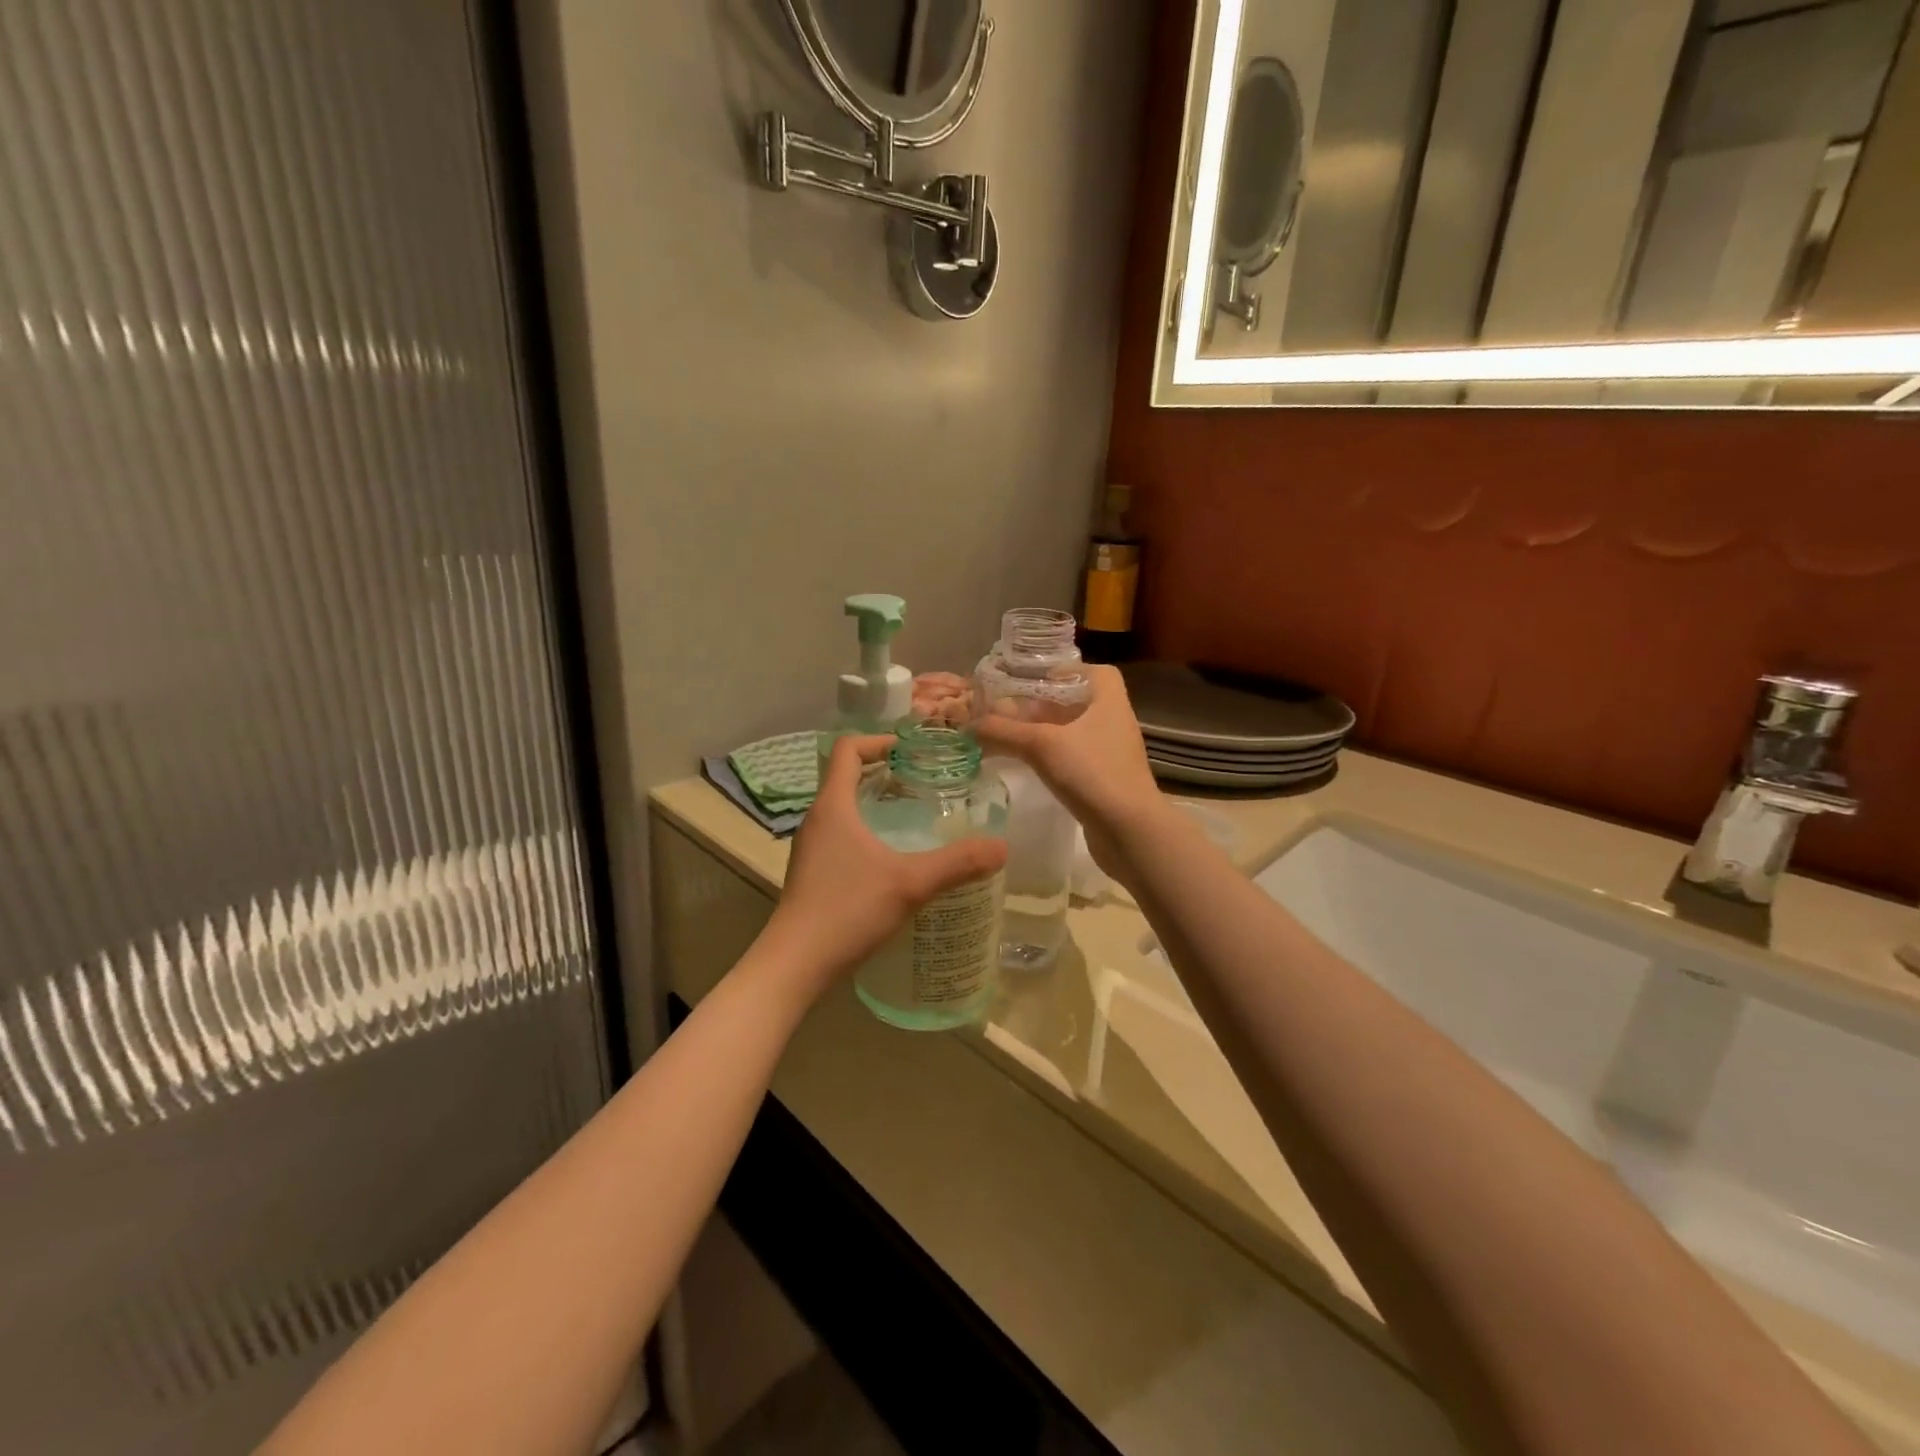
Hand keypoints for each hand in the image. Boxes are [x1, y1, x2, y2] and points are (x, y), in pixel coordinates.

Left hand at [757, 735, 1007, 1001]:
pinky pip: (841, 836)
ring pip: (843, 809)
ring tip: (914, 819)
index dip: (878, 741)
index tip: (911, 752)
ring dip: (875, 804)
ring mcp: (811, 848)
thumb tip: (1001, 846)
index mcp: (833, 806)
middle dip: (884, 773)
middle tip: (924, 784)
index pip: (847, 749)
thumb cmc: (847, 911)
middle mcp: (817, 820)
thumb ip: (957, 864)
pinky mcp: (812, 873)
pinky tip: (892, 861)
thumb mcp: (910, 884)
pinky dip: (866, 833)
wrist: (794, 965)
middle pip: (846, 777)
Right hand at [973, 665, 1165, 881]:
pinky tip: (1028, 766)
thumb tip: (968, 724)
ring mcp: (1111, 755)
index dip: (1067, 672)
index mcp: (1109, 702)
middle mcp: (1114, 724)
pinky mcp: (1105, 783)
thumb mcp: (1041, 745)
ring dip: (1045, 733)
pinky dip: (1052, 759)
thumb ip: (1003, 731)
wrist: (1130, 832)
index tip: (1036, 681)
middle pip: (1078, 704)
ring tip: (1010, 737)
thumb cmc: (1092, 773)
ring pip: (1074, 734)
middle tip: (1009, 711)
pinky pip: (1075, 760)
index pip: (1097, 672)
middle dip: (1044, 705)